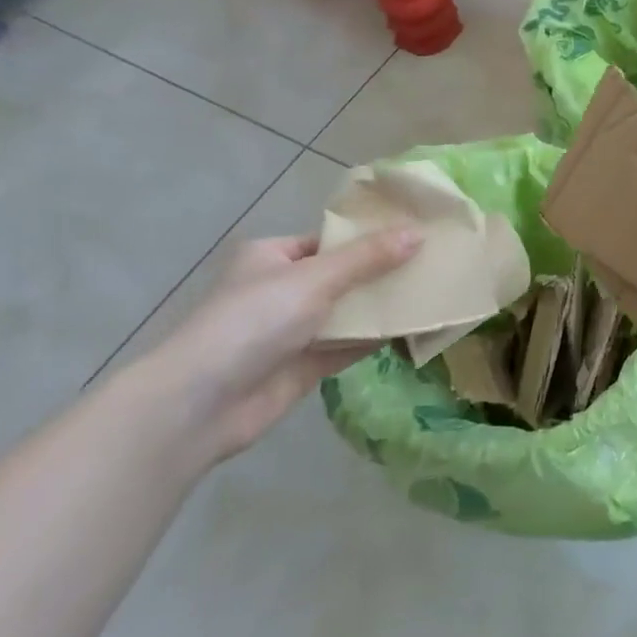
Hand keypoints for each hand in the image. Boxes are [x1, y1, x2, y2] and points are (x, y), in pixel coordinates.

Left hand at [132, 230, 419, 464]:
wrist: (202, 404)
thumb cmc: (254, 321)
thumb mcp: (314, 279)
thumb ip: (368, 258)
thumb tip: (418, 232)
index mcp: (273, 256)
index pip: (330, 240)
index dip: (370, 237)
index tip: (416, 234)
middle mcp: (281, 289)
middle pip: (343, 276)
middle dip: (382, 273)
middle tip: (434, 263)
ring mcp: (292, 330)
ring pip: (347, 312)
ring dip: (382, 307)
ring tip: (433, 291)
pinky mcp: (304, 366)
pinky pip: (347, 346)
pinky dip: (375, 338)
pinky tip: (413, 329)